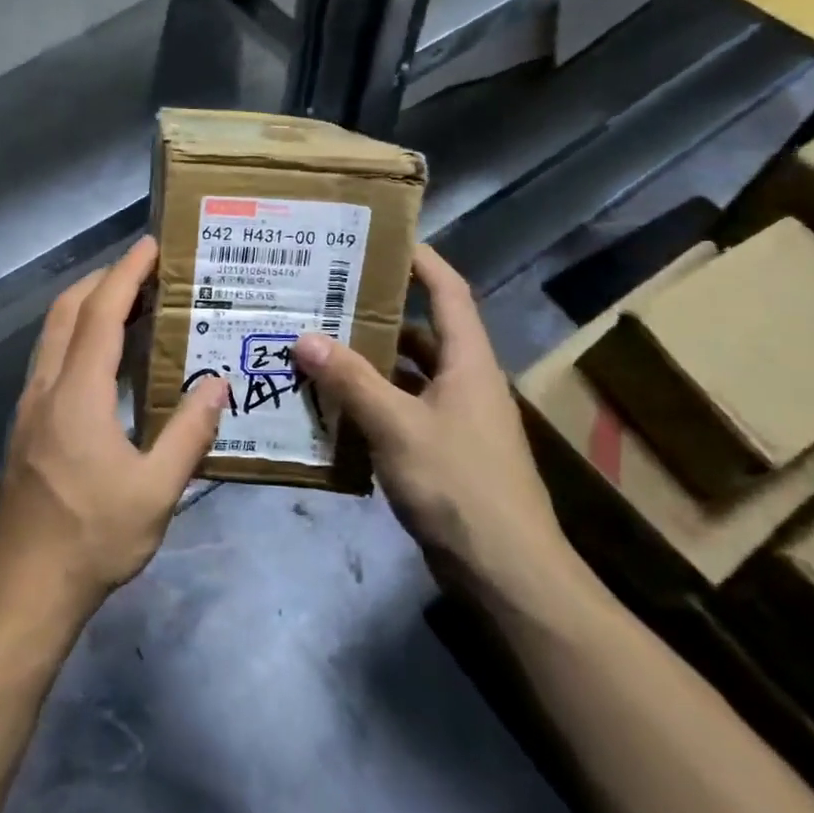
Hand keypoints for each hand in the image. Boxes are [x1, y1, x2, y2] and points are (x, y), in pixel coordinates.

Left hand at [0, 236, 228, 634]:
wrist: (22, 588)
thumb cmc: (92, 538)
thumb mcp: (156, 491)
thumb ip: (189, 432)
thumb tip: (217, 383)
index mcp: (77, 393)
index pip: (101, 314)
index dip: (126, 273)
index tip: (150, 245)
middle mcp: (46, 386)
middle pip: (68, 311)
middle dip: (103, 280)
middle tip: (145, 272)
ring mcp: (29, 405)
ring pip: (53, 333)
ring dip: (87, 307)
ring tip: (130, 305)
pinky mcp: (25, 425)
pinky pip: (51, 359)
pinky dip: (77, 337)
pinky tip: (104, 360)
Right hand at [293, 244, 577, 607]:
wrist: (508, 574)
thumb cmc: (460, 485)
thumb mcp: (398, 427)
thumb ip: (351, 381)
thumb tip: (305, 336)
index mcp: (468, 362)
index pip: (449, 291)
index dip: (422, 260)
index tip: (382, 238)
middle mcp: (465, 382)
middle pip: (423, 332)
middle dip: (378, 312)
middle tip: (328, 295)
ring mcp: (457, 421)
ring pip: (409, 375)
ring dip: (370, 362)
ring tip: (319, 345)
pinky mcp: (445, 453)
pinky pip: (403, 411)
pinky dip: (372, 403)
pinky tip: (334, 407)